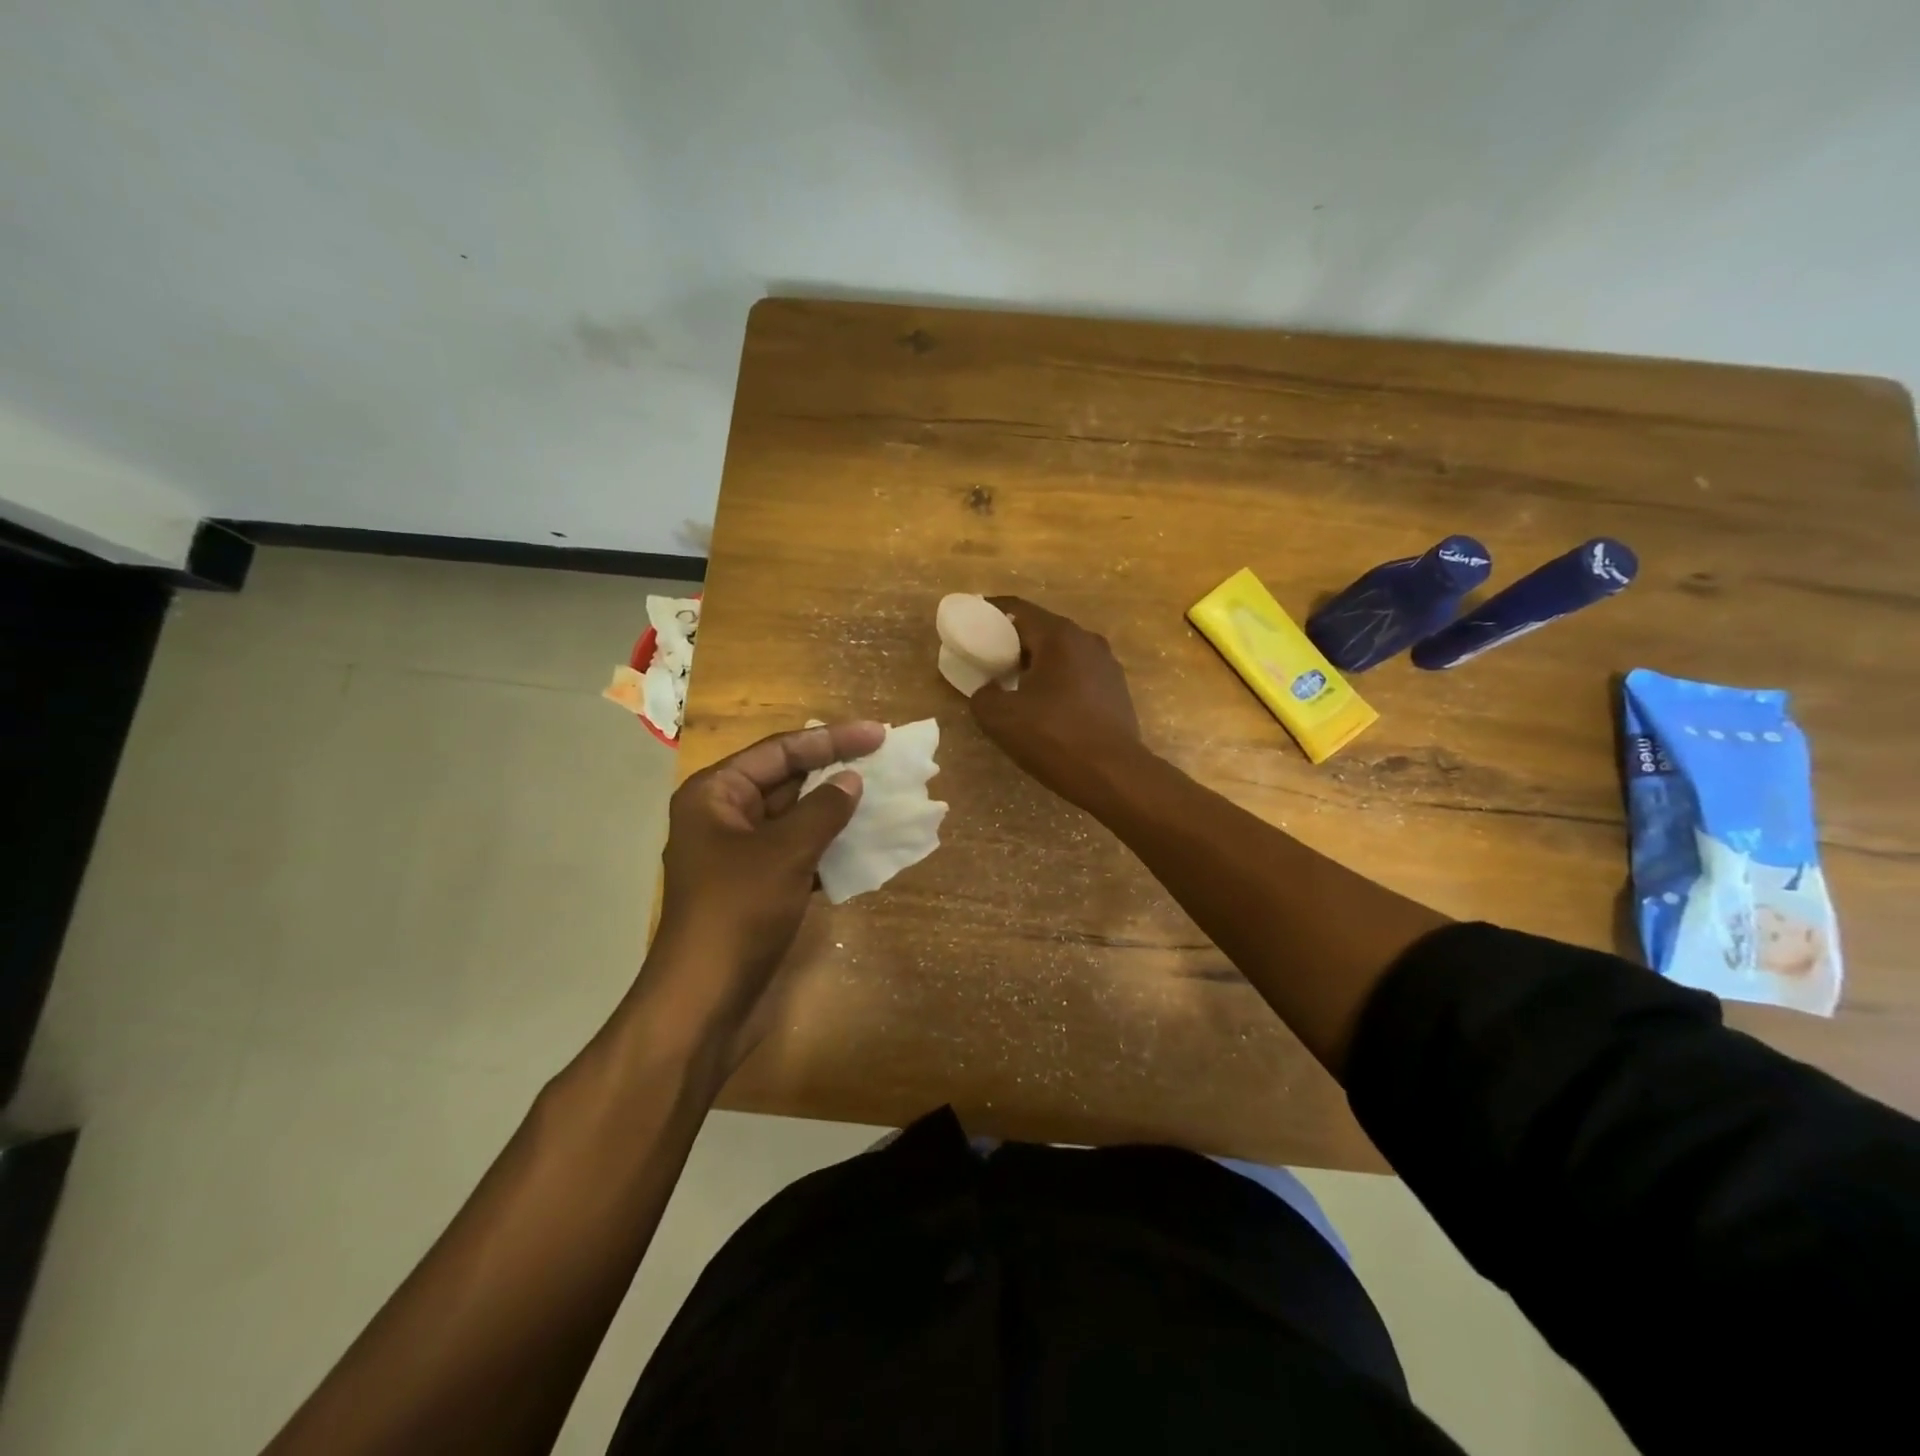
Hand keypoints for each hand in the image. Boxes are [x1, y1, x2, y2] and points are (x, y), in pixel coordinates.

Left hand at [642, 721, 883, 1060]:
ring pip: (797, 818)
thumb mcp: (784, 853)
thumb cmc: (737, 913)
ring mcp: (743, 854)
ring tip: (883, 796)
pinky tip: (867, 843)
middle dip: (835, 771)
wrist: (706, 1002)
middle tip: (884, 760)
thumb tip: (851, 781)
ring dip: (837, 810)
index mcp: (715, 794)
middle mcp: (726, 816)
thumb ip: (822, 810)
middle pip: (787, 780)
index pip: (780, 751)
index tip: (877, 734)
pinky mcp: (760, 886)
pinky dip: (830, 846)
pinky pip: (800, 852)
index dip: (831, 740)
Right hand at [970, 597, 1141, 807]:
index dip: (989, 611)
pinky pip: (1078, 674)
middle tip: (987, 657)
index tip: (970, 620)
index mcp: (1059, 636)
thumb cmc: (1055, 738)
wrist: (1114, 775)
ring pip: (1062, 653)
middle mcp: (1087, 640)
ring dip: (1037, 662)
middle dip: (1012, 640)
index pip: (1017, 609)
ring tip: (1014, 683)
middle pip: (1041, 629)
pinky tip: (1046, 705)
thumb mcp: (1000, 718)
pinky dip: (1057, 680)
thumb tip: (989, 690)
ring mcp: (1107, 664)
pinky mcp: (1116, 689)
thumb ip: (983, 695)